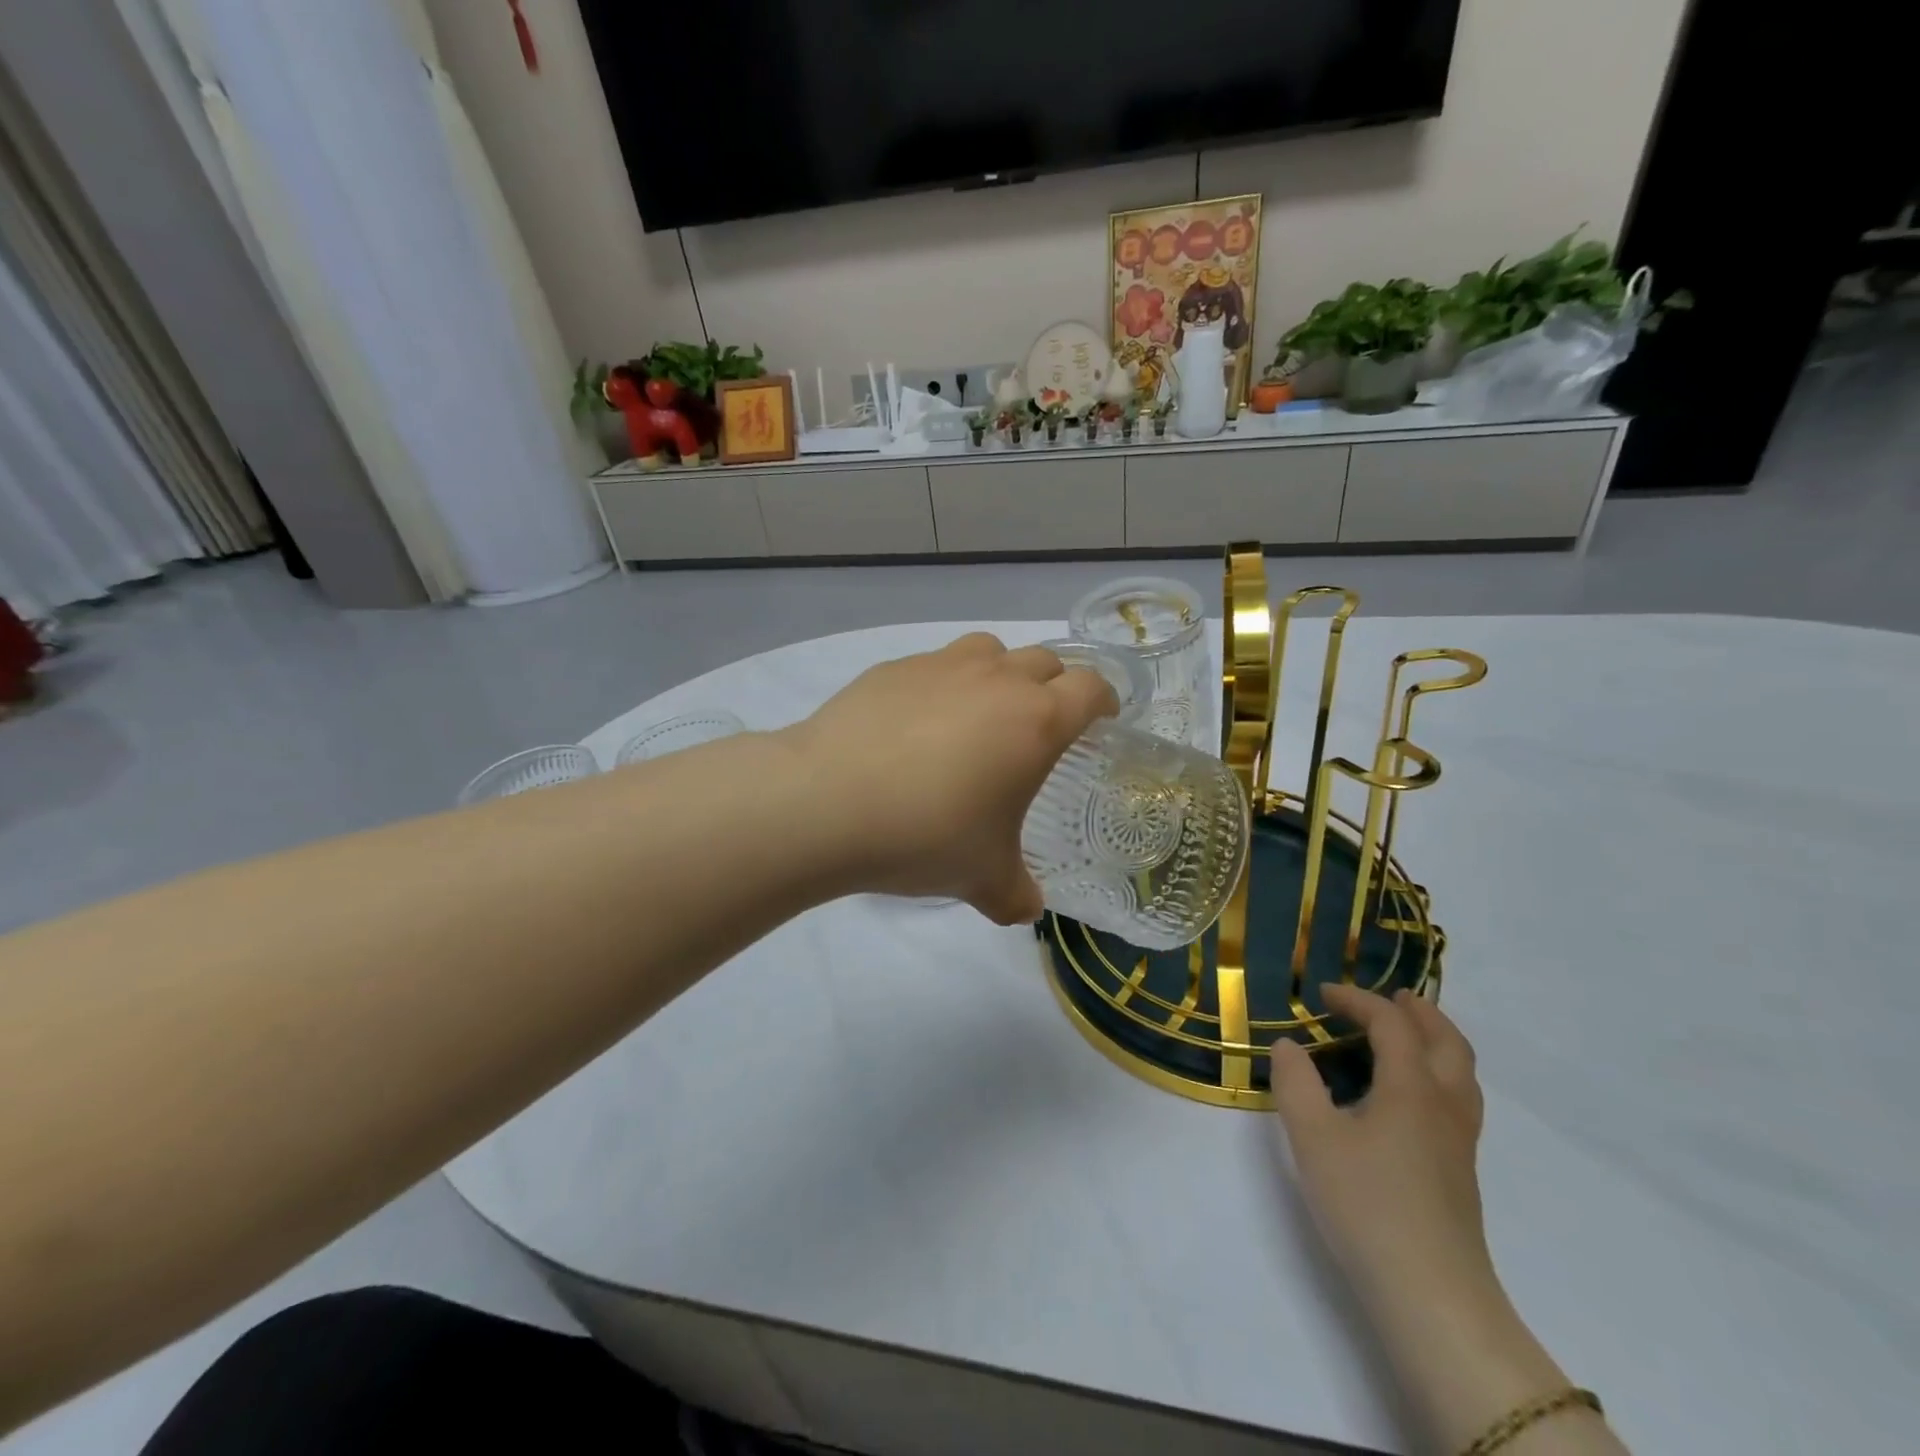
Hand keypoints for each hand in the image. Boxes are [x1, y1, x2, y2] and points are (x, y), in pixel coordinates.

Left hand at [780, 634, 1118, 923]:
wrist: (826, 803)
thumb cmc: (925, 836)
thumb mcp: (982, 878)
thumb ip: (1015, 894)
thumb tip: (1025, 909)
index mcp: (1035, 721)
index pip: (1090, 688)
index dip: (1102, 701)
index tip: (1100, 719)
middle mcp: (994, 680)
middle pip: (1044, 660)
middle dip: (1053, 687)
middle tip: (1039, 727)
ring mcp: (939, 666)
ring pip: (989, 650)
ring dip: (999, 673)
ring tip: (980, 715)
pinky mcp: (891, 668)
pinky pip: (933, 665)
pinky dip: (941, 685)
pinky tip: (914, 727)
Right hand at [1271, 985, 1493, 1318]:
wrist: (1431, 1295)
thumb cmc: (1367, 1204)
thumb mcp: (1312, 1136)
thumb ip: (1295, 1082)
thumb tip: (1289, 1045)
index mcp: (1412, 1088)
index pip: (1392, 1024)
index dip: (1358, 1000)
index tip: (1322, 995)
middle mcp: (1444, 1104)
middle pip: (1447, 1041)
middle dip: (1419, 1012)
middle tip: (1389, 998)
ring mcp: (1459, 1141)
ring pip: (1462, 1072)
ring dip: (1436, 1040)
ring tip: (1405, 1036)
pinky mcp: (1460, 1170)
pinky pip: (1458, 1098)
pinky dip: (1438, 1072)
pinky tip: (1408, 1095)